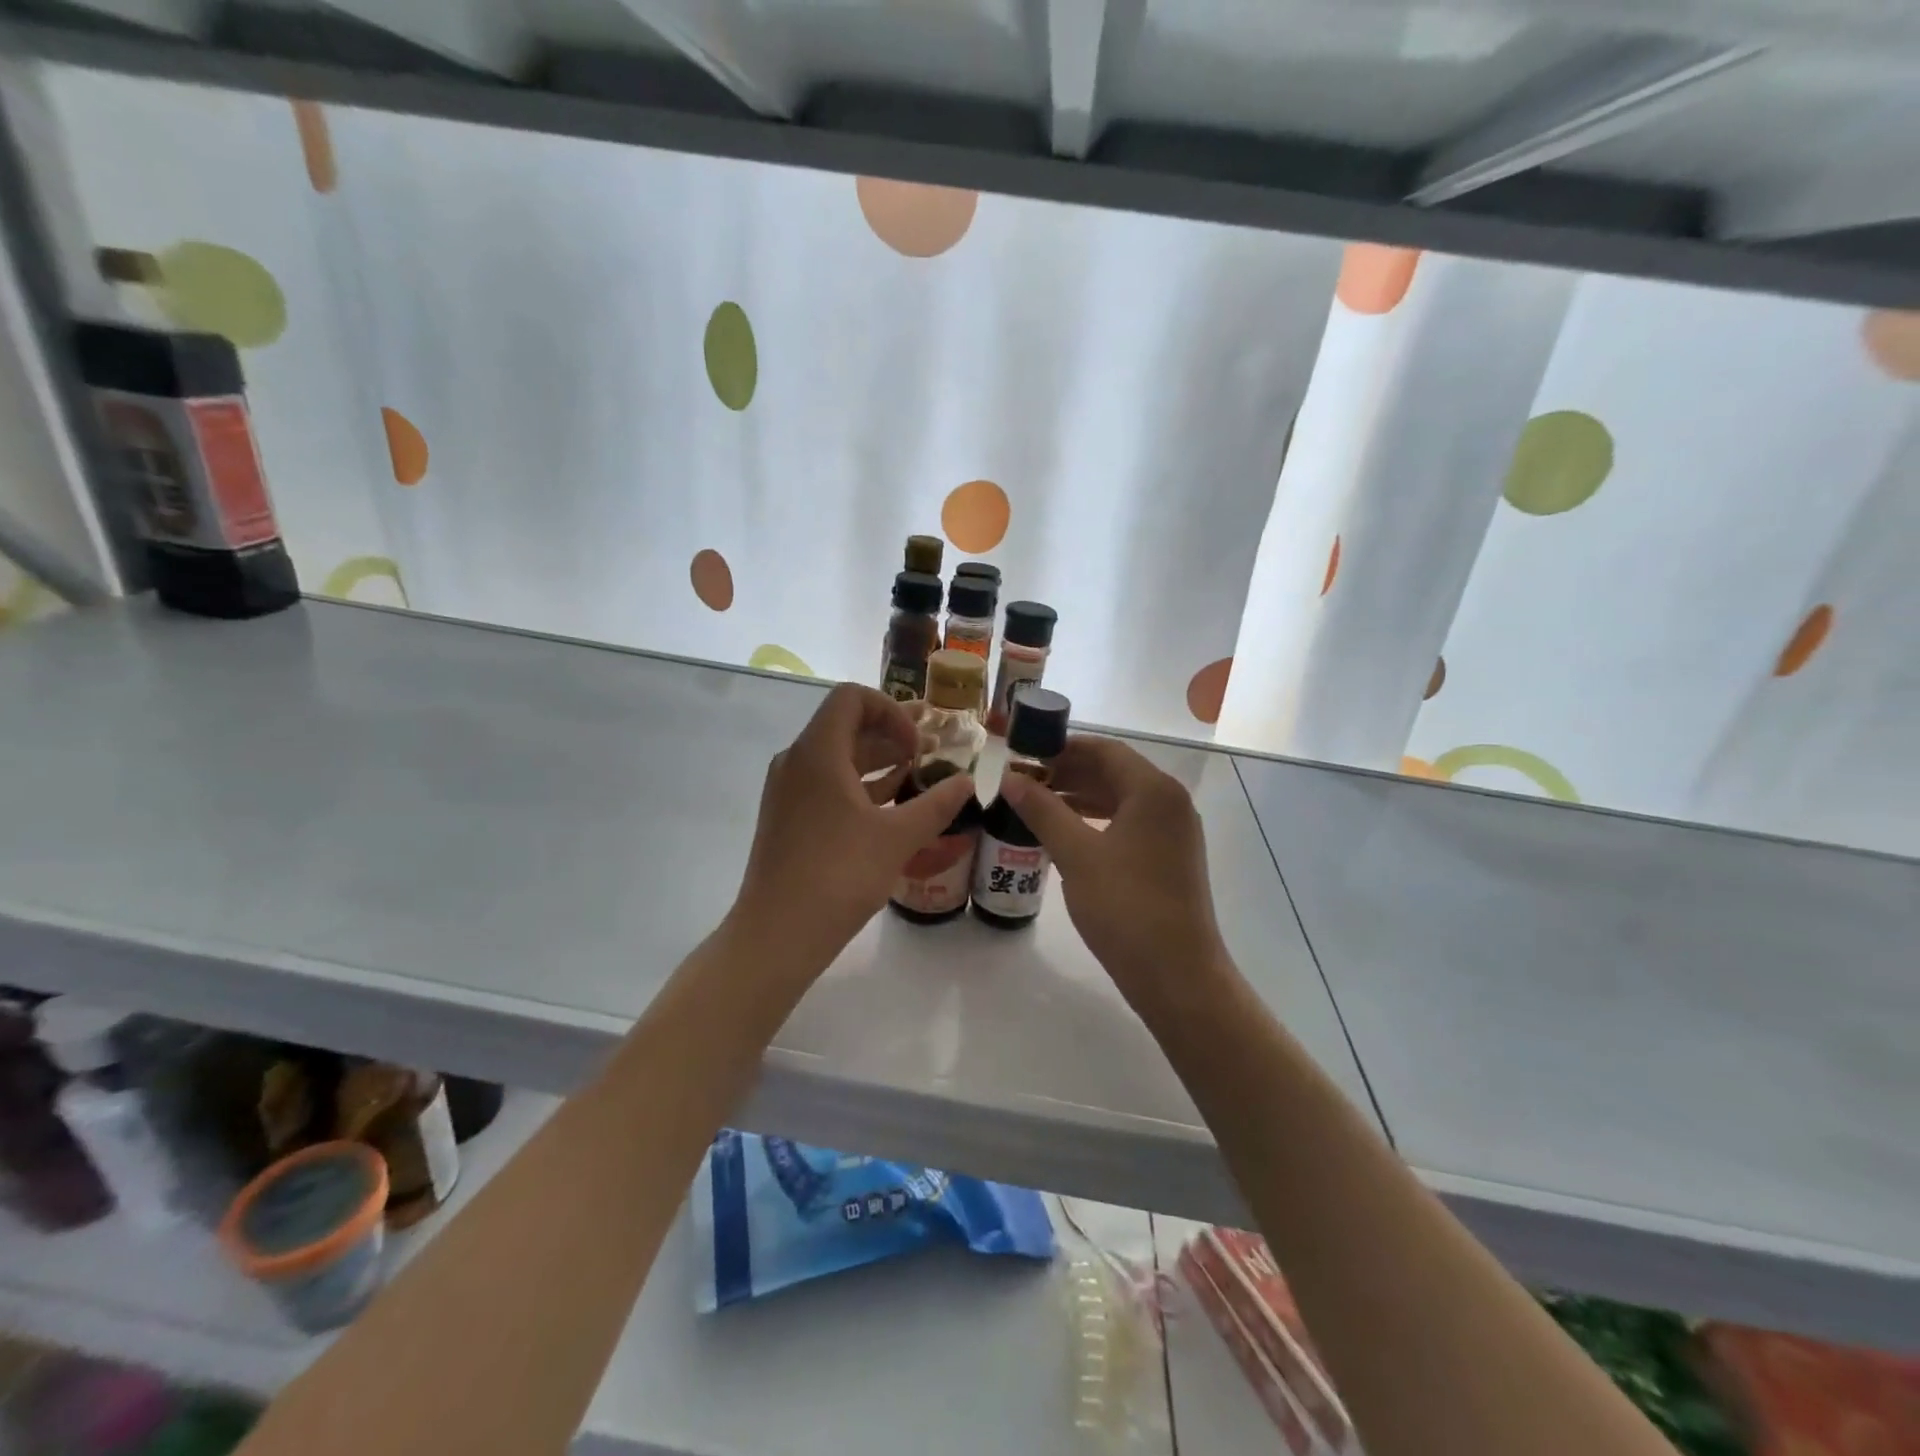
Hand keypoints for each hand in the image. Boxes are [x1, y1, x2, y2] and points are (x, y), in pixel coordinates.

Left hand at [731, 683, 976, 970]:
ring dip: (878, 762)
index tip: (917, 745)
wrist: (778, 933)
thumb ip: (937, 804)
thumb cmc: (839, 875)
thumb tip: (969, 782)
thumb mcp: (898, 837)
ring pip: (838, 758)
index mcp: (818, 752)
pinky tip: (891, 808)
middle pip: (846, 726)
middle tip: (930, 754)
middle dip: (891, 735)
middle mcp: (797, 761)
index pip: (852, 698)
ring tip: (918, 779)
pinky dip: (860, 786)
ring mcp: (789, 791)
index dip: (891, 710)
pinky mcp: (788, 817)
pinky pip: (827, 784)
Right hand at [998, 736, 1224, 1002]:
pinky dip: (1097, 821)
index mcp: (1154, 790)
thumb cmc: (1125, 906)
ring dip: (1080, 797)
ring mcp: (1174, 832)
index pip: (1105, 750)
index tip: (1026, 755)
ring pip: (1121, 799)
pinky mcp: (1170, 858)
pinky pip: (1129, 824)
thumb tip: (1010, 778)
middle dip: (1069, 772)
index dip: (1063, 748)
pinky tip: (1066, 834)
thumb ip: (1043, 810)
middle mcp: (1170, 802)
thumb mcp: (1076, 855)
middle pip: (1115, 772)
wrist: (1177, 975)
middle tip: (1025, 781)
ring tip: (1037, 805)